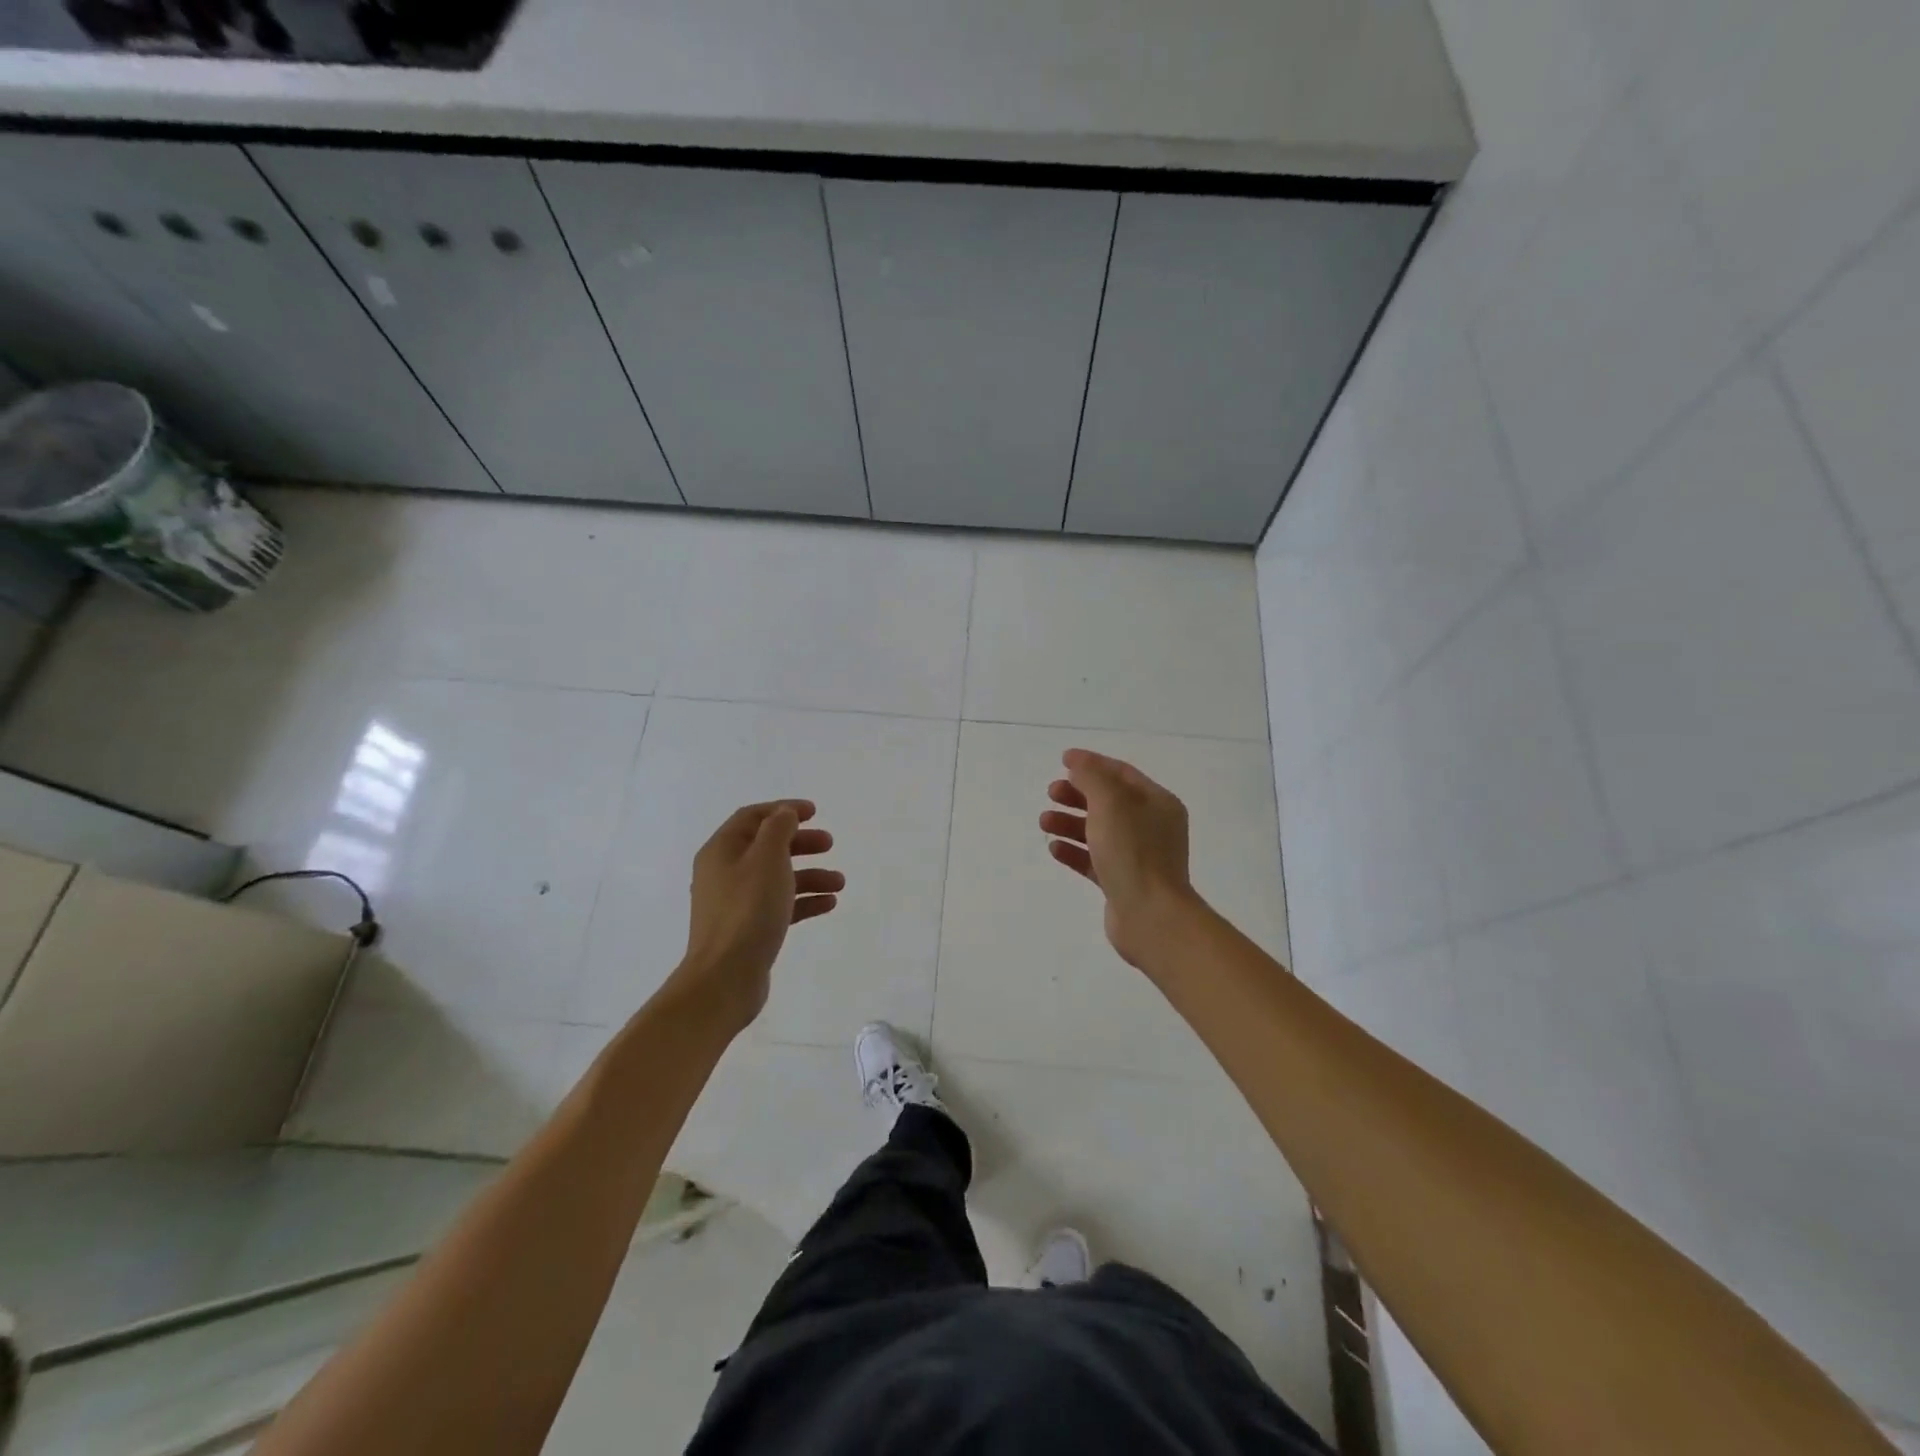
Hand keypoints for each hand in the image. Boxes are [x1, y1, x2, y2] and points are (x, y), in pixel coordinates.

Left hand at [673, 799, 842, 1033]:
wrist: (725, 978)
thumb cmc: (747, 910)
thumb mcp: (767, 859)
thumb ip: (778, 829)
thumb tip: (784, 813)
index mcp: (722, 850)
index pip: (752, 817)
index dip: (783, 809)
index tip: (814, 812)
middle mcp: (724, 873)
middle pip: (766, 846)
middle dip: (800, 843)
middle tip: (830, 844)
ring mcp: (735, 903)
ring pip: (777, 878)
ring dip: (809, 875)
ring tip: (839, 882)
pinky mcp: (747, 929)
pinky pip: (779, 905)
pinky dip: (803, 900)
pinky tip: (828, 904)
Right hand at [1039, 749, 1198, 969]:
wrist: (1151, 916)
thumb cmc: (1133, 852)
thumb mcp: (1111, 803)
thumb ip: (1092, 778)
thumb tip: (1078, 766)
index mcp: (1157, 803)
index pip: (1121, 773)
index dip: (1092, 763)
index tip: (1063, 760)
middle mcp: (1151, 826)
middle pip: (1108, 802)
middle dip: (1077, 795)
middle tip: (1051, 793)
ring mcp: (1138, 856)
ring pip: (1098, 831)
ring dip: (1070, 823)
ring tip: (1044, 822)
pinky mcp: (1122, 882)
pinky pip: (1094, 860)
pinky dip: (1074, 851)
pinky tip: (1054, 848)